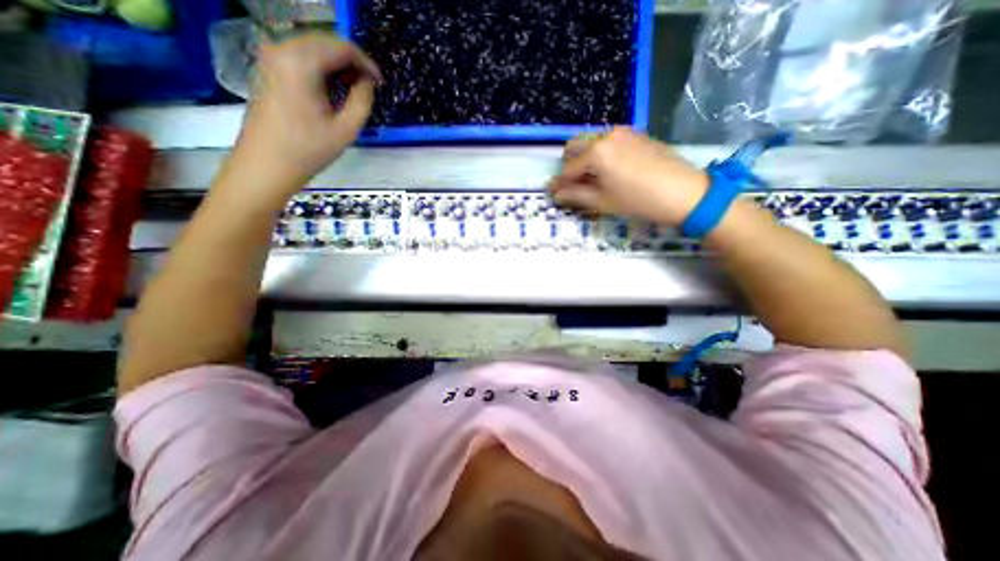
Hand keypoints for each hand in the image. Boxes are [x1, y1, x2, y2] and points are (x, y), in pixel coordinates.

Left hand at [225, 30, 382, 202]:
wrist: (267, 163)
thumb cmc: (309, 150)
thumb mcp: (346, 129)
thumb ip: (362, 100)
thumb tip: (368, 82)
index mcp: (302, 62)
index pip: (342, 47)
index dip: (366, 63)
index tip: (380, 83)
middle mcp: (282, 49)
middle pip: (326, 42)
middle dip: (352, 62)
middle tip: (369, 87)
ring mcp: (271, 56)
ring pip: (313, 48)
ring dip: (337, 65)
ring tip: (355, 89)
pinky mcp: (268, 67)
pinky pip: (300, 56)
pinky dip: (321, 68)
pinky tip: (333, 88)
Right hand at [547, 126, 710, 224]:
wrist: (684, 192)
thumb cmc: (638, 200)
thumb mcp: (603, 202)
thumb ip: (575, 195)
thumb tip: (556, 193)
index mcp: (596, 152)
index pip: (568, 169)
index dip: (559, 183)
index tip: (553, 193)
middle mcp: (606, 135)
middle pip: (575, 146)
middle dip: (569, 165)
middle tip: (573, 185)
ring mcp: (623, 132)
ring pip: (592, 142)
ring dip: (584, 158)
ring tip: (592, 180)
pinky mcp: (636, 134)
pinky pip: (608, 141)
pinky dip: (600, 154)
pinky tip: (610, 170)